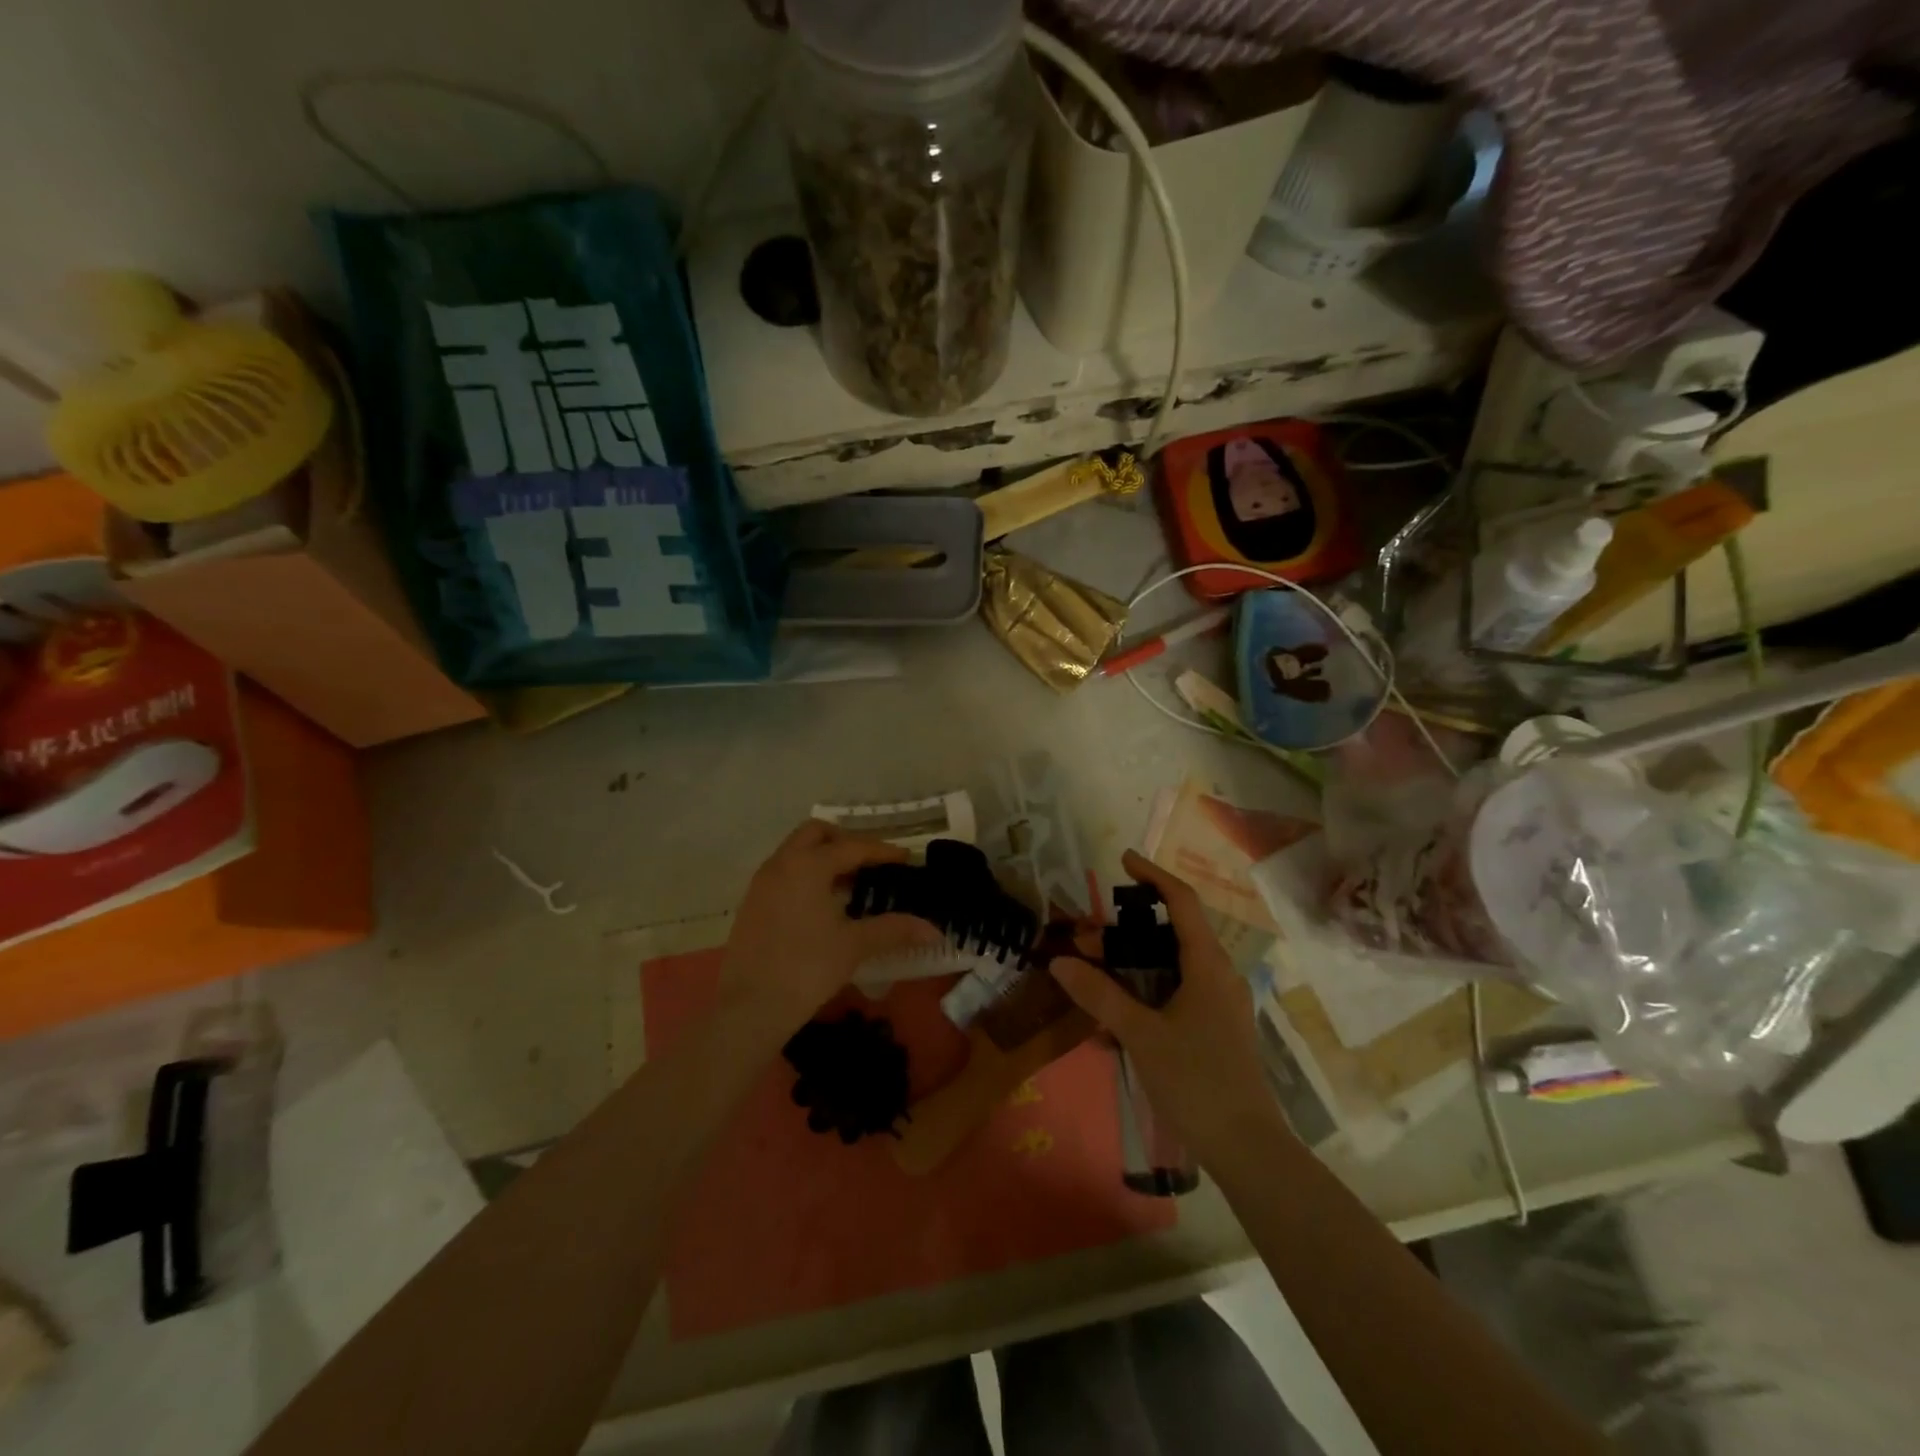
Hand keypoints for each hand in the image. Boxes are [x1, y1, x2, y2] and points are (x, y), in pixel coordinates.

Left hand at [721, 820, 940, 1033]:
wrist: (749, 1008)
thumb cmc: (806, 968)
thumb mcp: (854, 946)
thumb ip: (895, 930)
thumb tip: (934, 930)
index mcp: (808, 865)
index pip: (852, 847)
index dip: (882, 851)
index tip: (905, 858)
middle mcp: (781, 864)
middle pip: (815, 833)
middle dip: (845, 841)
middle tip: (870, 862)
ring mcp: (761, 883)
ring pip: (795, 851)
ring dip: (822, 857)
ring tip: (849, 883)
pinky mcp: (751, 904)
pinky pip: (783, 872)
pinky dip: (805, 875)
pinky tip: (821, 904)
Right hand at [1050, 850, 1285, 1162]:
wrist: (1246, 1148)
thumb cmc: (1197, 1081)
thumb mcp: (1141, 1035)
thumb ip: (1100, 995)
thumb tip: (1059, 961)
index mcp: (1208, 965)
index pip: (1183, 901)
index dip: (1153, 876)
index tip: (1123, 860)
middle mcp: (1217, 974)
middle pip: (1171, 934)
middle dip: (1125, 932)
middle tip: (1085, 939)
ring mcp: (1218, 1002)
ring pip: (1170, 965)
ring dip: (1130, 964)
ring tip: (1091, 975)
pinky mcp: (1213, 1027)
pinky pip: (1174, 992)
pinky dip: (1143, 991)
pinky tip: (1112, 1018)